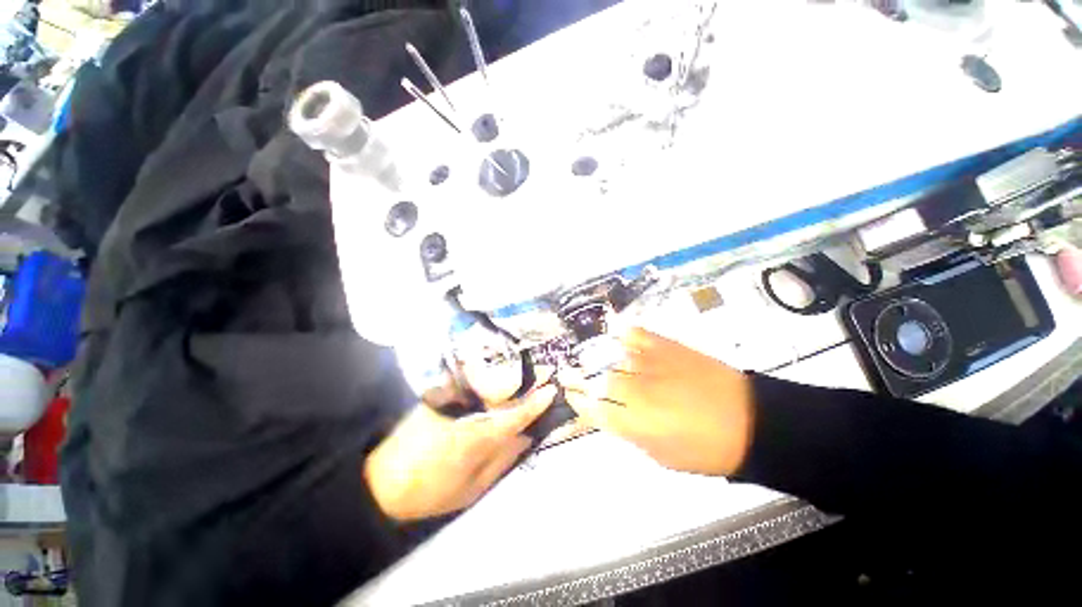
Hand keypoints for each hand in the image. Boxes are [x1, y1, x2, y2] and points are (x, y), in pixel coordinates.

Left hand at [364, 383, 555, 521]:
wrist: (382, 481)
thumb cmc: (431, 491)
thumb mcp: (472, 488)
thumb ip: (502, 460)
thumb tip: (526, 438)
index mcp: (478, 437)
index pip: (515, 414)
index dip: (535, 403)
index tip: (552, 390)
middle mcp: (467, 411)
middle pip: (504, 393)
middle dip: (525, 385)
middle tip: (543, 376)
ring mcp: (451, 400)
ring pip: (488, 386)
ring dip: (508, 382)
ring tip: (524, 380)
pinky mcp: (439, 396)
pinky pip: (471, 385)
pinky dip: (487, 382)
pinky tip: (495, 384)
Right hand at [558, 328, 754, 475]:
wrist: (750, 422)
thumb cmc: (707, 449)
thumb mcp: (663, 456)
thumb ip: (631, 434)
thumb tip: (610, 417)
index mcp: (637, 423)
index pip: (594, 409)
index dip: (578, 401)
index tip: (569, 395)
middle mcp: (638, 391)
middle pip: (597, 381)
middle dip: (576, 377)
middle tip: (564, 371)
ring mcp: (652, 365)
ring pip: (611, 358)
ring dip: (592, 357)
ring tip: (582, 355)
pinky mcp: (668, 348)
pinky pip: (638, 335)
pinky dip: (623, 331)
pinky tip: (613, 328)